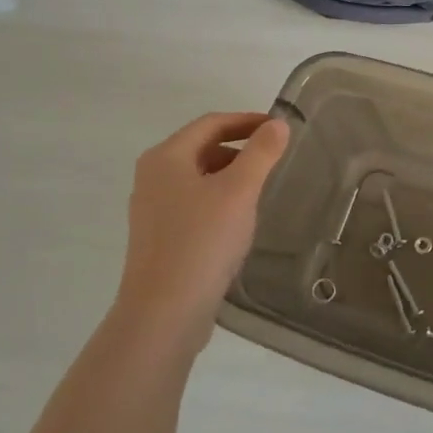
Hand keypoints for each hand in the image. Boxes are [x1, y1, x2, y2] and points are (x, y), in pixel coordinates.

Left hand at [117, 112, 289, 350]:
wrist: (164, 311)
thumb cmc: (203, 241)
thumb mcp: (239, 191)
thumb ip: (261, 153)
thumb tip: (277, 124)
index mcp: (166, 158)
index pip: (211, 123)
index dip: (247, 121)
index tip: (280, 128)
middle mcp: (152, 177)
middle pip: (202, 147)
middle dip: (240, 148)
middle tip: (274, 158)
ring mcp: (152, 209)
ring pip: (198, 177)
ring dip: (231, 174)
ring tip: (261, 188)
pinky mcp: (159, 237)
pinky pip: (194, 203)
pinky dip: (219, 199)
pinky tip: (239, 220)